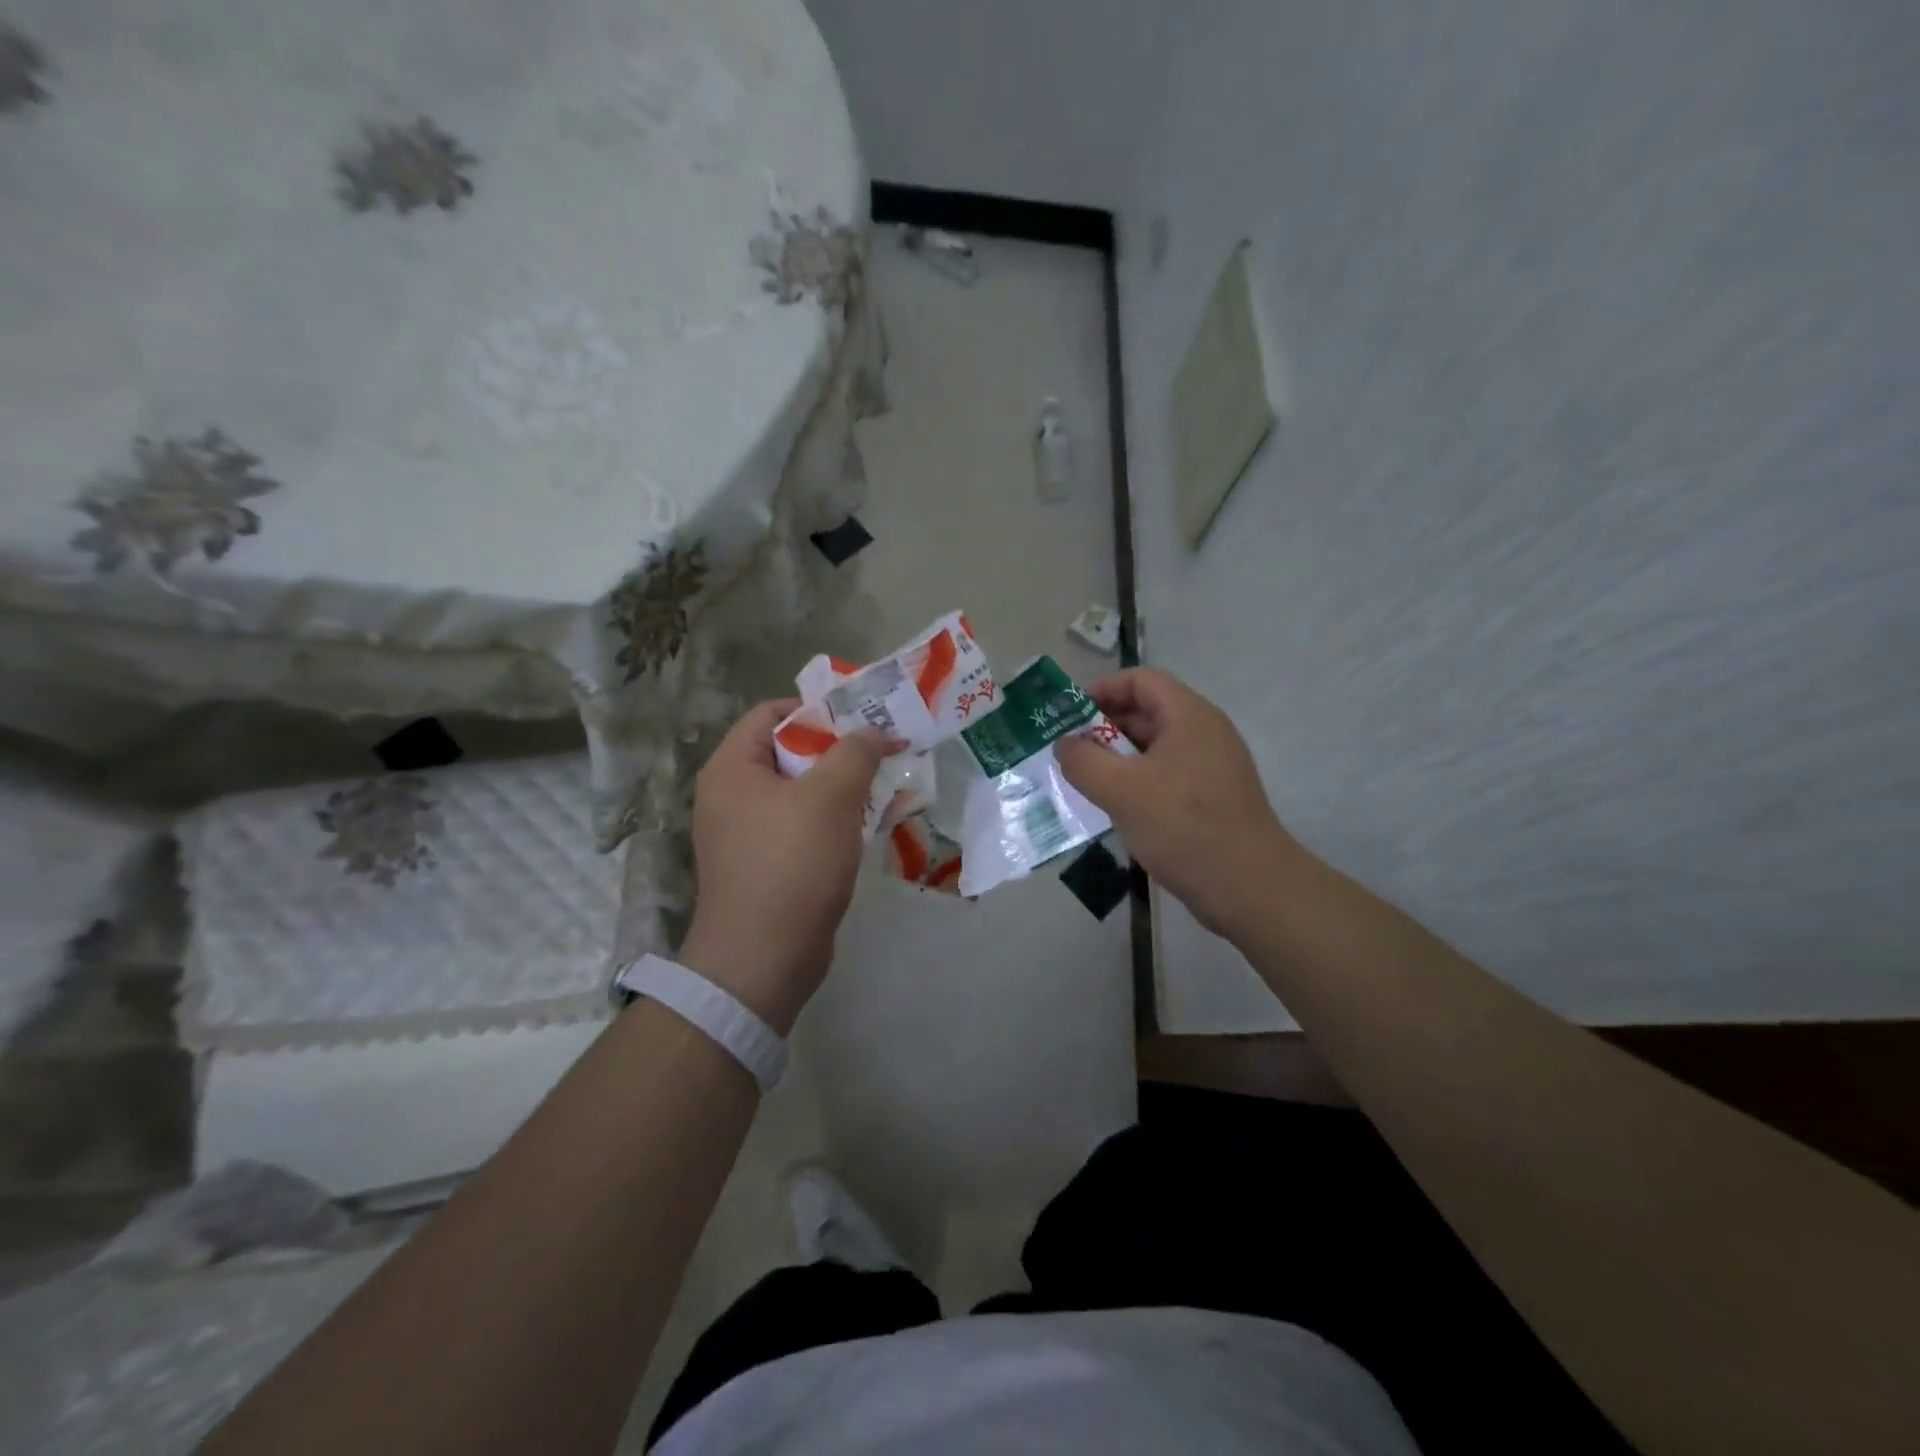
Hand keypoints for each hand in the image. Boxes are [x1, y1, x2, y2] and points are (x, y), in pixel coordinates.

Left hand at [679, 700, 886, 1033]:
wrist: (763, 960)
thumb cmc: (791, 865)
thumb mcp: (830, 797)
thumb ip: (855, 752)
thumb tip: (875, 732)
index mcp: (731, 768)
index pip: (770, 713)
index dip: (817, 708)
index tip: (862, 717)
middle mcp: (731, 795)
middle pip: (788, 752)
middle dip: (837, 750)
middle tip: (881, 750)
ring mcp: (745, 834)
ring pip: (799, 793)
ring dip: (840, 787)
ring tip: (883, 786)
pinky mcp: (764, 865)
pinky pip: (801, 827)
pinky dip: (832, 820)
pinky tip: (866, 826)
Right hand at [1055, 669, 1298, 934]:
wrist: (1248, 886)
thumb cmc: (1183, 827)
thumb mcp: (1121, 790)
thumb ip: (1084, 761)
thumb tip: (1064, 744)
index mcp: (1190, 716)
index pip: (1142, 681)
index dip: (1104, 688)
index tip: (1070, 713)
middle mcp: (1205, 732)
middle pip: (1149, 711)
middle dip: (1105, 725)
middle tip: (1070, 749)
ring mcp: (1212, 766)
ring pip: (1156, 747)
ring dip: (1118, 757)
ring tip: (1085, 778)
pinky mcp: (1213, 797)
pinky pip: (1167, 774)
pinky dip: (1137, 780)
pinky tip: (1116, 806)